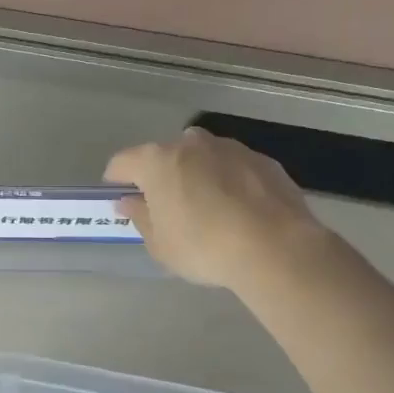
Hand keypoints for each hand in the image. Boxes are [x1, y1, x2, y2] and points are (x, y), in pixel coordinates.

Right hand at [104, 128, 322, 289]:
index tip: (120, 198)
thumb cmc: (204, 247)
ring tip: (208, 209)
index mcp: (158, 161)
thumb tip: (130, 202)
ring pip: (203, 157)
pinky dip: (230, 182)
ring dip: (198, 175)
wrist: (276, 248)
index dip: (116, 180)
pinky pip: (234, 168)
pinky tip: (240, 212)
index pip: (122, 162)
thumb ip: (140, 217)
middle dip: (161, 176)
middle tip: (167, 208)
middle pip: (165, 155)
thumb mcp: (160, 244)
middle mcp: (192, 144)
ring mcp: (231, 148)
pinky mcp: (264, 161)